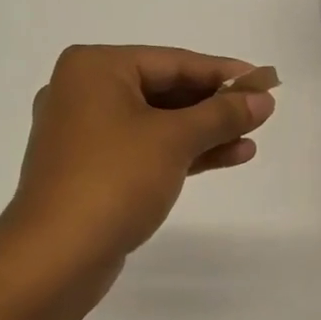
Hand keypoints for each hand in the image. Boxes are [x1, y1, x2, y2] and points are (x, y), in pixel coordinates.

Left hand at [0, 45, 276, 271]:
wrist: (55, 258)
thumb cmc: (114, 180)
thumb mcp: (175, 140)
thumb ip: (222, 114)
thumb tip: (263, 98)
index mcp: (94, 69)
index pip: (173, 61)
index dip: (223, 72)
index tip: (265, 82)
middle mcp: (84, 92)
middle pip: (165, 90)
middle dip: (215, 105)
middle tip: (261, 111)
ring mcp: (85, 134)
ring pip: (158, 123)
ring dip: (205, 131)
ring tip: (252, 138)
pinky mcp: (92, 169)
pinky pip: (146, 149)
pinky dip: (183, 152)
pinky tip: (228, 157)